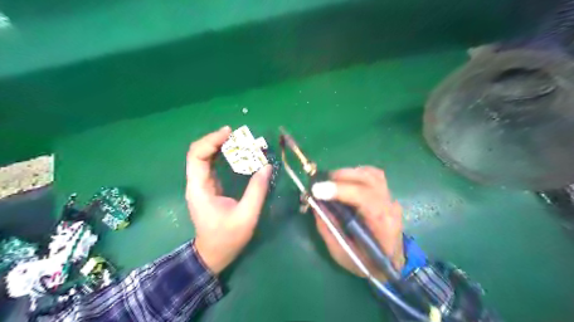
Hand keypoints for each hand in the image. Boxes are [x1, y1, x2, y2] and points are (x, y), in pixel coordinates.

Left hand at [186, 126, 271, 273]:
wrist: (213, 254)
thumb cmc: (228, 238)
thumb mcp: (246, 215)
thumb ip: (256, 190)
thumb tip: (266, 166)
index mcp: (200, 189)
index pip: (197, 156)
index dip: (211, 141)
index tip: (229, 133)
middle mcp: (196, 183)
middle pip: (198, 153)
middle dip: (216, 140)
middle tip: (236, 135)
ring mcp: (201, 185)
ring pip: (203, 157)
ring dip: (218, 146)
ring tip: (237, 140)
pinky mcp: (208, 187)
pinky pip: (211, 165)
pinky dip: (221, 155)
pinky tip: (234, 152)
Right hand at [310, 166, 402, 281]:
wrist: (392, 263)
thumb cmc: (368, 263)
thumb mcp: (342, 253)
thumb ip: (328, 228)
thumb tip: (315, 204)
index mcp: (382, 224)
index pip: (365, 198)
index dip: (340, 190)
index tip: (316, 189)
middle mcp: (389, 206)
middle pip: (368, 179)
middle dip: (340, 177)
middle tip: (319, 183)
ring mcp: (390, 198)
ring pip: (371, 174)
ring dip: (347, 173)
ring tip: (330, 181)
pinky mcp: (386, 194)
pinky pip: (372, 175)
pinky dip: (356, 173)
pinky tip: (345, 181)